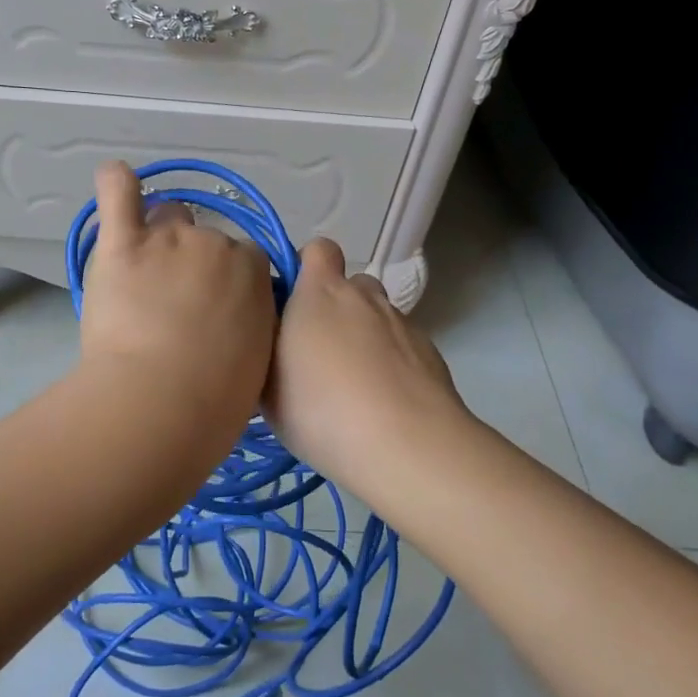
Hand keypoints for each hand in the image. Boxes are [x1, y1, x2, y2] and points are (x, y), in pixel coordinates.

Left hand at [78, 162, 275, 431]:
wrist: (160, 402)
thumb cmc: (214, 400)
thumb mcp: (257, 362)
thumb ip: (250, 326)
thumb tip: (237, 323)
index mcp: (255, 272)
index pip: (247, 260)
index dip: (230, 284)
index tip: (216, 312)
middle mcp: (216, 243)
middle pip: (206, 238)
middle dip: (195, 265)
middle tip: (175, 307)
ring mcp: (168, 238)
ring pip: (167, 216)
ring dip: (159, 237)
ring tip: (141, 275)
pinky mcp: (122, 243)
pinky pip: (118, 191)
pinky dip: (117, 183)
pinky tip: (116, 180)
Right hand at [266, 238, 474, 497]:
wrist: (406, 446)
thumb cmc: (321, 410)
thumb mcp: (267, 387)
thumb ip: (267, 350)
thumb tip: (271, 340)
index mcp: (320, 293)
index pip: (317, 250)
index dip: (306, 268)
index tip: (293, 303)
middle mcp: (364, 297)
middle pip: (350, 285)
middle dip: (336, 308)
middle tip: (319, 353)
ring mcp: (402, 323)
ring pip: (377, 317)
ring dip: (365, 336)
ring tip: (355, 384)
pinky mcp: (430, 353)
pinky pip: (403, 347)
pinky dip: (392, 364)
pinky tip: (384, 404)